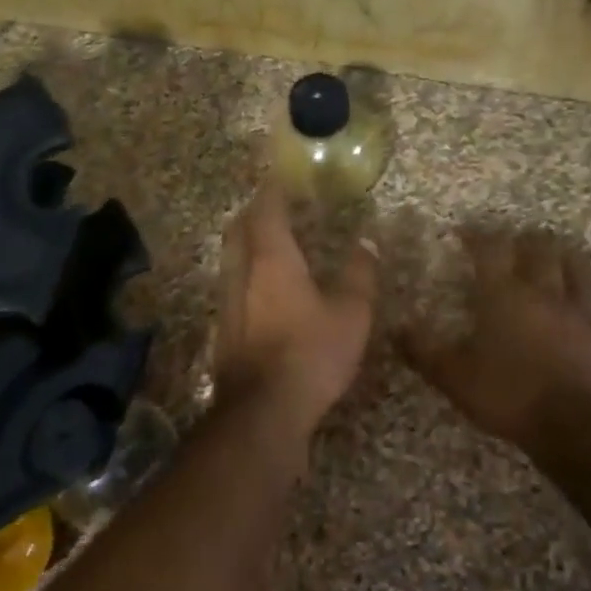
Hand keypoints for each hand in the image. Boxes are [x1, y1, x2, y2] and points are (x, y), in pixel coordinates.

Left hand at [214, 185, 376, 437]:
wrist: (263, 410)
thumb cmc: (311, 353)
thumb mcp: (351, 314)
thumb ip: (360, 275)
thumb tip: (367, 242)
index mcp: (272, 259)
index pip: (265, 210)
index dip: (272, 191)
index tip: (282, 179)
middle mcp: (241, 273)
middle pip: (238, 229)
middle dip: (253, 213)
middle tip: (273, 207)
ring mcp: (226, 302)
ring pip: (230, 258)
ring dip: (246, 244)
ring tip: (268, 244)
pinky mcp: (222, 329)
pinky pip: (230, 286)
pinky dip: (244, 274)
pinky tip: (261, 291)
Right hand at [402, 231, 590, 451]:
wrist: (573, 425)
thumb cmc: (507, 394)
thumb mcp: (453, 376)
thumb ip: (423, 351)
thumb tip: (396, 328)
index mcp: (504, 297)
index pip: (490, 251)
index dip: (477, 236)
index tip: (464, 231)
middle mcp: (544, 296)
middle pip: (542, 252)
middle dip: (528, 240)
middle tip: (518, 240)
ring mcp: (581, 318)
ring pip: (580, 276)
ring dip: (569, 262)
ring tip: (561, 257)